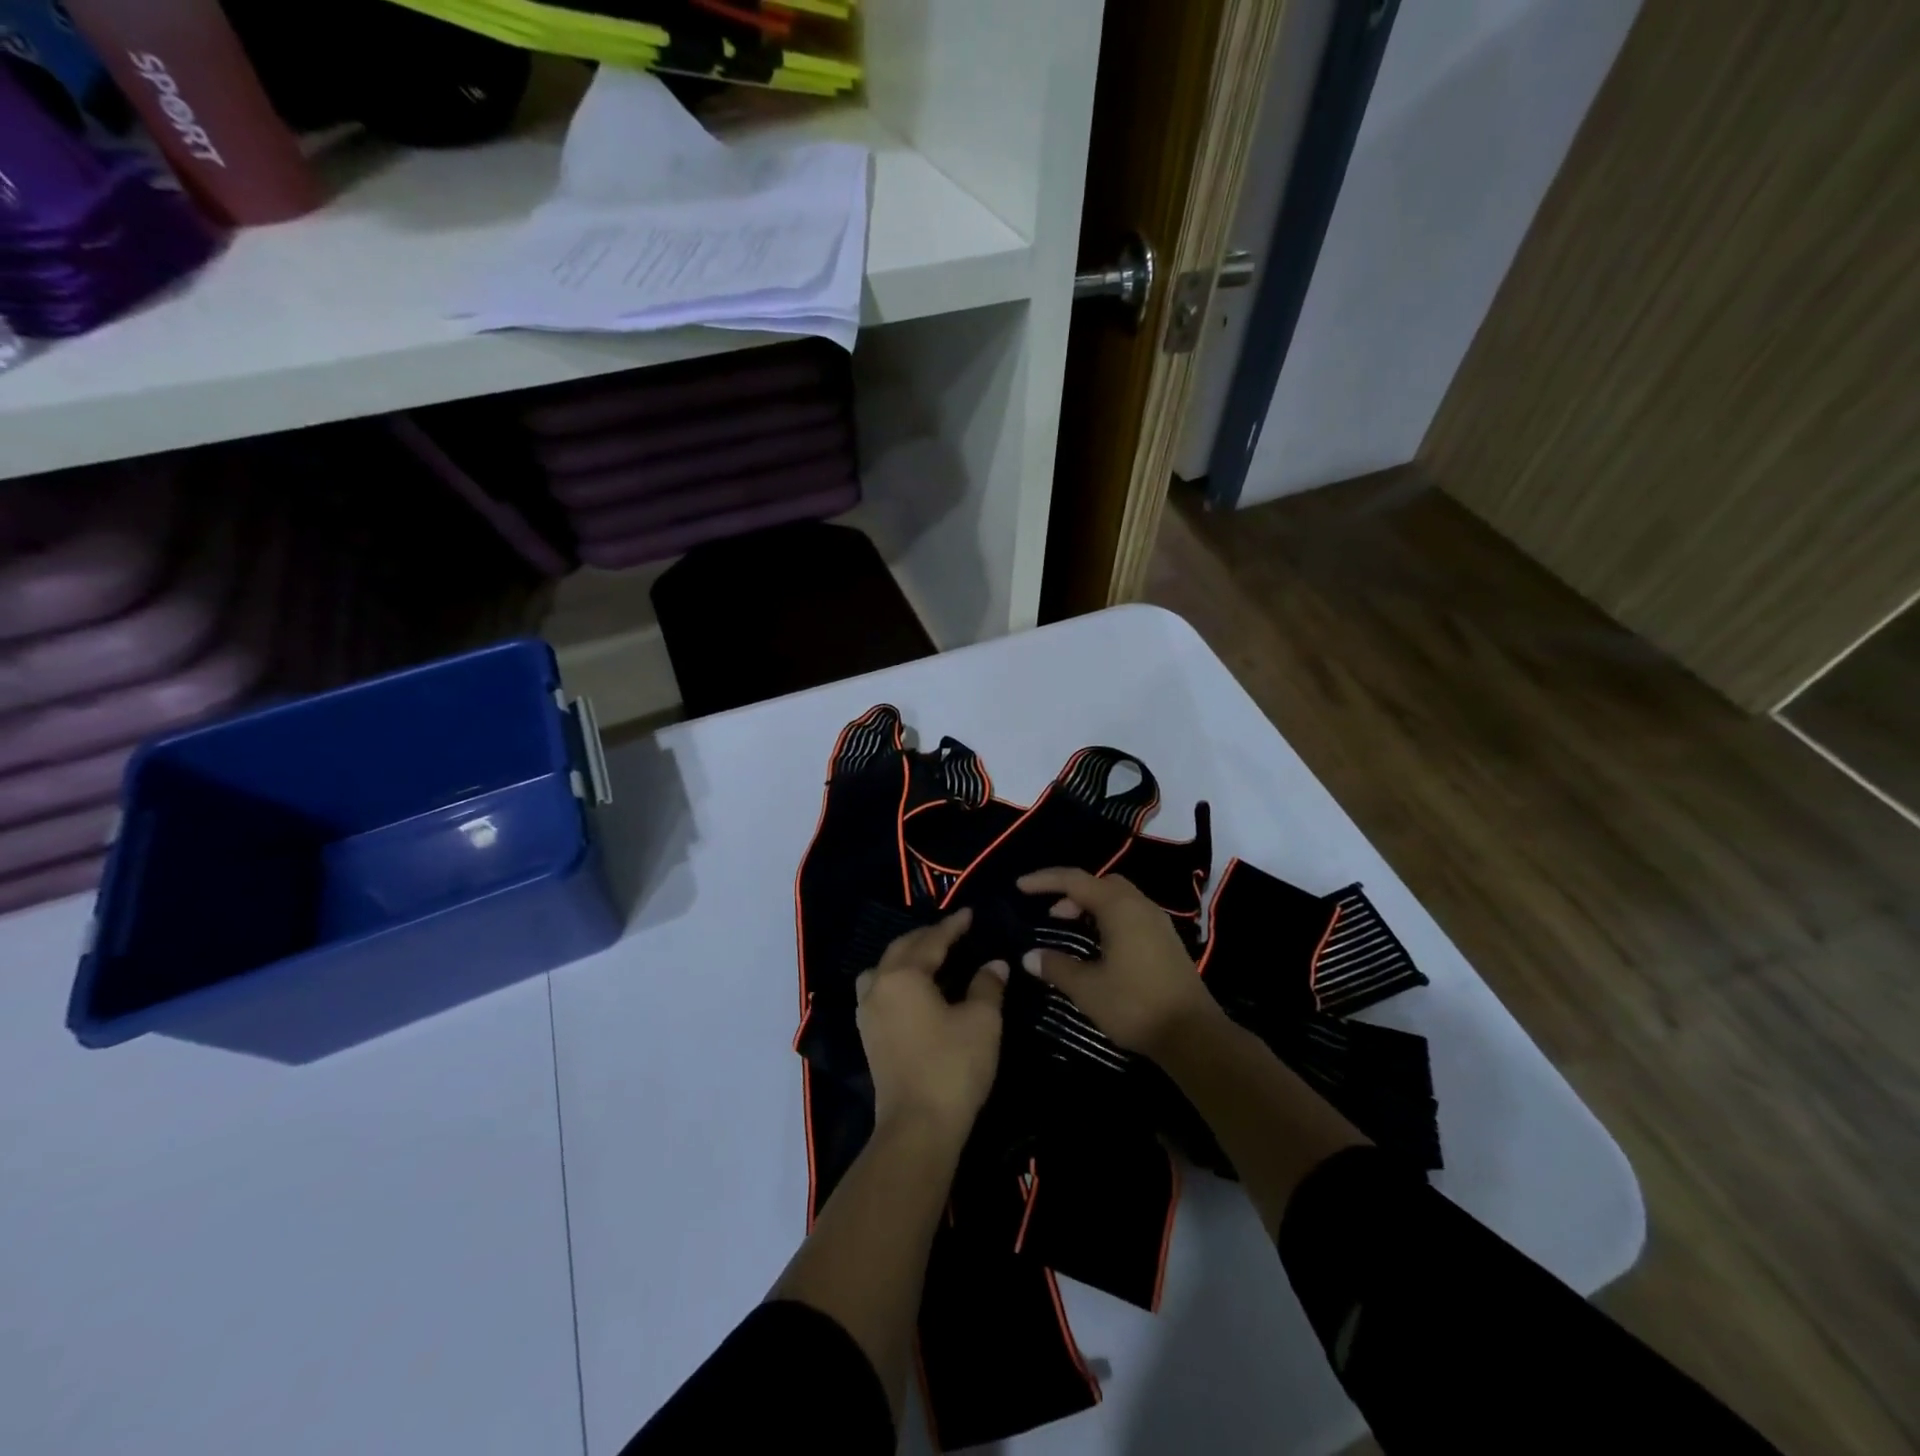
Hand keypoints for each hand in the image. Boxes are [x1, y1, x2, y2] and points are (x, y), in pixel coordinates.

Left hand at [855, 908, 1007, 1139]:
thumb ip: (987, 985)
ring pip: (883, 969)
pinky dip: (896, 980)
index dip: (953, 926)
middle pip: (902, 949)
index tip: (970, 914)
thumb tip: (994, 964)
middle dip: (927, 937)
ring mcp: (868, 1012)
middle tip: (953, 932)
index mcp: (904, 975)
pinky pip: (879, 991)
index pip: (931, 940)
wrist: (918, 1126)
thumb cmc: (952, 1066)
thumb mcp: (982, 1021)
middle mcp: (879, 986)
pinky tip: (914, 991)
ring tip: (930, 958)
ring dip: (906, 957)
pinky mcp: (868, 1035)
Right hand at [1017, 868, 1224, 1059]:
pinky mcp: (1166, 941)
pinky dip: (1108, 919)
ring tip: (1070, 930)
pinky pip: (1130, 914)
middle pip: (1100, 883)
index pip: (1074, 880)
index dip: (1045, 880)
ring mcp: (1158, 922)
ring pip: (1118, 899)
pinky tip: (1099, 947)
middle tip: (1051, 915)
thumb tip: (1029, 956)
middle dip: (1071, 893)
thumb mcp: (1087, 988)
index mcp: (1119, 907)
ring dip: (1090, 907)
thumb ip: (1056, 967)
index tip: (1020, 887)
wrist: (1194, 1035)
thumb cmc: (1135, 1005)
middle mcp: (1140, 905)